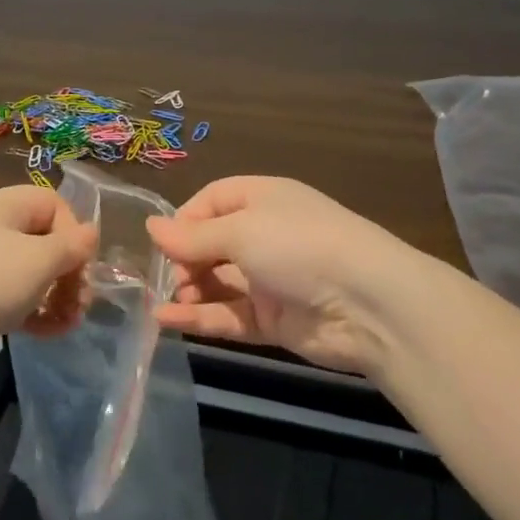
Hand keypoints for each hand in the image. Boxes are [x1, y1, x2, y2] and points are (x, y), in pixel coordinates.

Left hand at [0, 186, 95, 392]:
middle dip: (68, 273)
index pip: (55, 205)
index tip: (81, 270)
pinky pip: (6, 297)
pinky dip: (28, 312)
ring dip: (52, 297)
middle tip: (78, 306)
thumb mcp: (37, 262)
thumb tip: (90, 232)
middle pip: (43, 240)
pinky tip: (40, 335)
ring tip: (64, 326)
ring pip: (27, 273)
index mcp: (5, 205)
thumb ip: (71, 247)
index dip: (76, 235)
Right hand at [145, 176, 429, 376]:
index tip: (161, 243)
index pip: (212, 201)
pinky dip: (200, 318)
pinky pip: (229, 315)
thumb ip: (192, 236)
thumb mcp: (240, 231)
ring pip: (218, 282)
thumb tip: (150, 228)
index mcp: (262, 199)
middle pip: (211, 244)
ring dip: (190, 290)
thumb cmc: (298, 246)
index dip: (184, 220)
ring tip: (167, 300)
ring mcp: (270, 279)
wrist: (368, 304)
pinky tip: (168, 320)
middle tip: (169, 277)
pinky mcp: (273, 319)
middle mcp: (265, 235)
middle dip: (185, 259)